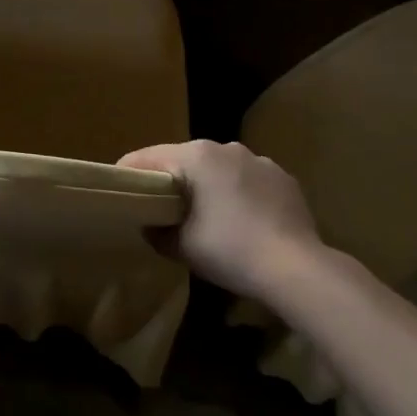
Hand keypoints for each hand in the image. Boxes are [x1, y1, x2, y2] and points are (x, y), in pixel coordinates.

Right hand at [118, 141, 324, 300]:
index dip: (129, 173)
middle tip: (161, 209)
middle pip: (185, 159)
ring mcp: (259, 160)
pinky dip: (239, 194)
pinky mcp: (283, 177)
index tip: (120, 193)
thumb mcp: (181, 246)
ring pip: (220, 168)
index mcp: (196, 156)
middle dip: (172, 181)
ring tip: (207, 217)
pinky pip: (249, 181)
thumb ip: (156, 231)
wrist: (295, 268)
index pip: (147, 156)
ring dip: (208, 186)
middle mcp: (226, 147)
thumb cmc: (229, 250)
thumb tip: (151, 224)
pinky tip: (244, 222)